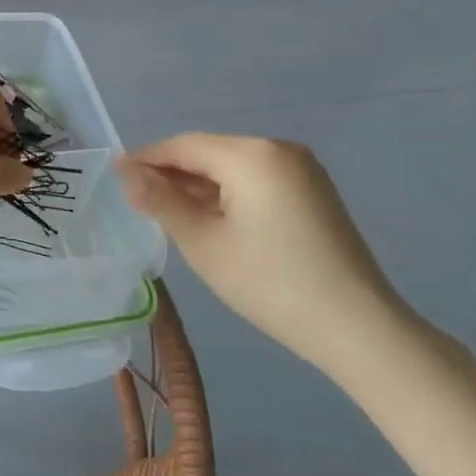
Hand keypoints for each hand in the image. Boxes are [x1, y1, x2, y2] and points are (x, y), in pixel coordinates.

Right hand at [117, 134, 416, 374]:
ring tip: (170, 216)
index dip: (146, 160)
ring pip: (231, 167)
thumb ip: (160, 200)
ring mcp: (302, 170)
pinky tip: (212, 222)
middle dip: (173, 175)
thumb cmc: (270, 282)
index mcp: (252, 154)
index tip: (117, 180)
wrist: (358, 329)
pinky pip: (255, 180)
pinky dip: (227, 195)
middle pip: (209, 153)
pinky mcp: (313, 192)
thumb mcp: (202, 242)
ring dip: (199, 186)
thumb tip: (124, 170)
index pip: (183, 145)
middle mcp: (279, 149)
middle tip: (140, 205)